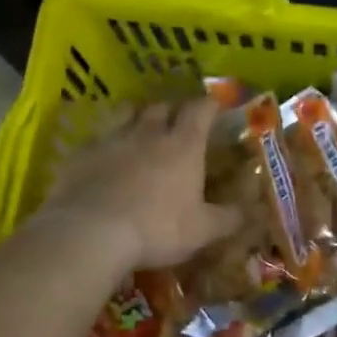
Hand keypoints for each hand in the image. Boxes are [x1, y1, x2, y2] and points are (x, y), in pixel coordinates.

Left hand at [34, 98, 242, 271]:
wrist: (91, 231)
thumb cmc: (156, 228)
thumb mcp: (201, 231)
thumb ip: (228, 218)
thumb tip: (254, 212)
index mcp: (183, 145)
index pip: (200, 110)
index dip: (209, 105)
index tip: (214, 107)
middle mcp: (149, 132)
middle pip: (162, 107)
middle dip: (171, 111)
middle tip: (176, 122)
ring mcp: (112, 139)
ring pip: (126, 113)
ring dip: (136, 116)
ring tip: (139, 127)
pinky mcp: (82, 152)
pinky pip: (97, 137)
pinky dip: (105, 141)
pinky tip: (104, 155)